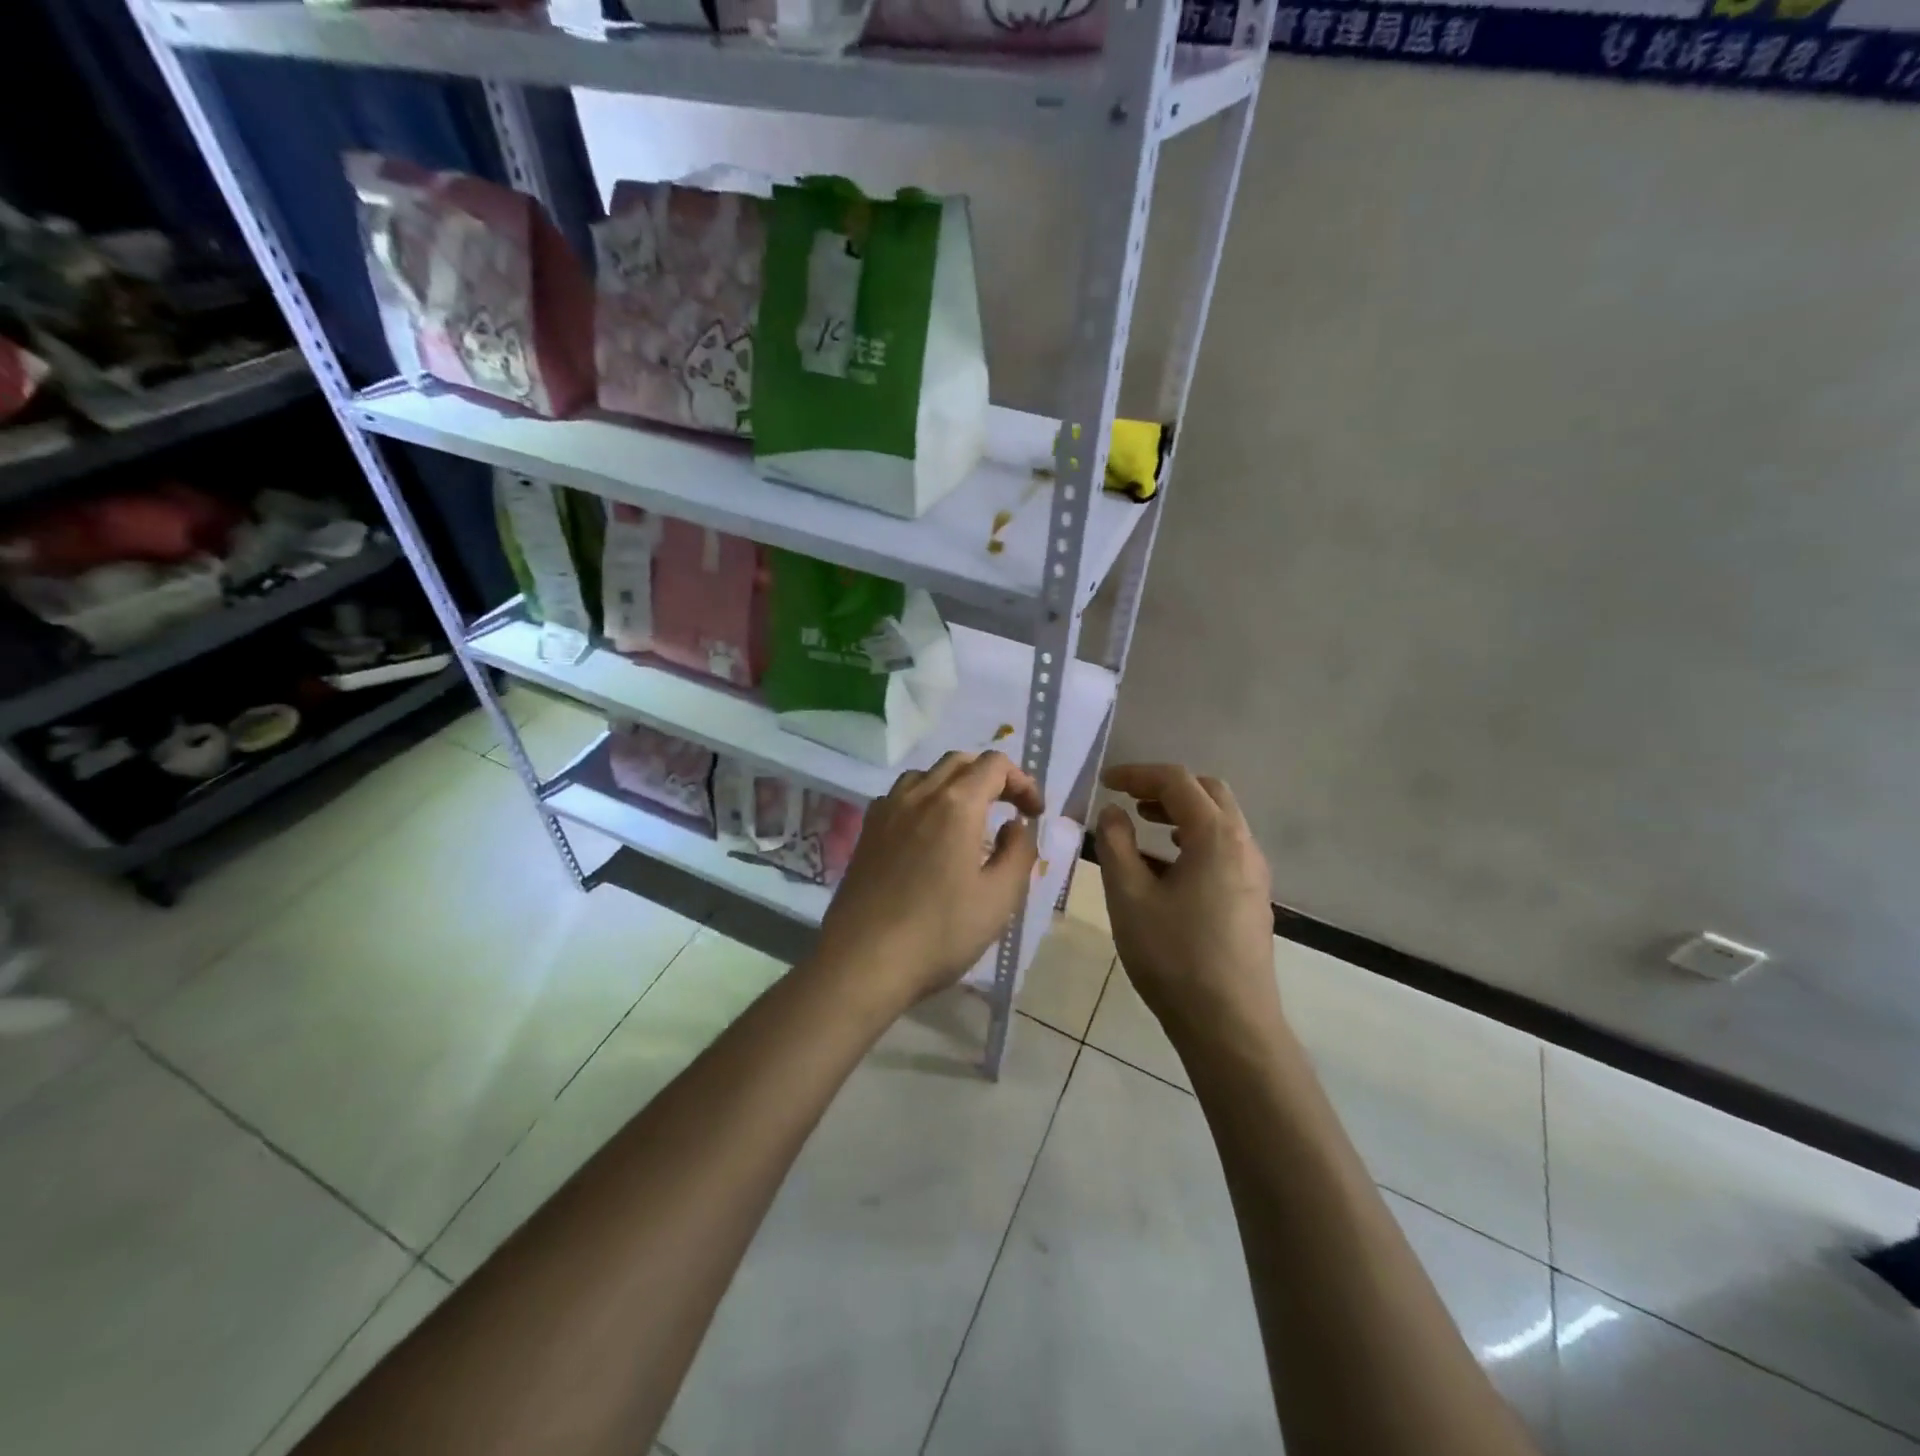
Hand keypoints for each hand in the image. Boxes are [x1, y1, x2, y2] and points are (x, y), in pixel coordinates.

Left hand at [814, 751, 1044, 1012]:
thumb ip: (1019, 852)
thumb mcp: (1000, 898)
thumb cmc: (940, 932)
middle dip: (991, 777)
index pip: (995, 765)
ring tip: (970, 820)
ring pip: (926, 774)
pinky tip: (928, 835)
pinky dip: (925, 800)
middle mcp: (919, 794)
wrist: (864, 961)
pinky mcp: (867, 831)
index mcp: (956, 804)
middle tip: (1010, 810)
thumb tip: (1015, 825)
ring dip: (956, 785)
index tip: (1034, 814)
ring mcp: (887, 810)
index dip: (1022, 782)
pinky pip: (901, 796)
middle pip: (960, 761)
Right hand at [1096, 764, 1282, 1052]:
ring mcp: (1254, 873)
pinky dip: (1193, 840)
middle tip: (1128, 799)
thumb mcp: (1129, 896)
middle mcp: (1244, 845)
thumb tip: (1114, 812)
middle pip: (1208, 793)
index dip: (1137, 774)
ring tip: (1142, 826)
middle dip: (1165, 788)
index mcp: (1216, 836)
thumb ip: (1116, 844)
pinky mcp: (1252, 898)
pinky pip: (1223, 850)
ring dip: (1180, 814)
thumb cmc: (1173, 956)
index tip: (1105, 782)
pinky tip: (1164, 868)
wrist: (1229, 1025)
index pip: (1177, 782)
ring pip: (1219, 822)